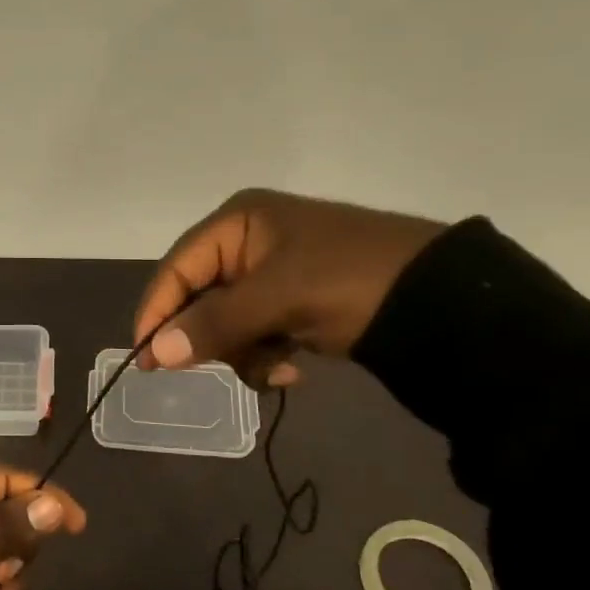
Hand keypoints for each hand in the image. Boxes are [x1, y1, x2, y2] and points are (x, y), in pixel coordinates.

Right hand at [134, 189, 446, 384]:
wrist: (444, 301)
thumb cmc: (350, 281)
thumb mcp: (279, 298)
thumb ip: (214, 323)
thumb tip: (155, 353)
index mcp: (238, 222)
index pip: (177, 268)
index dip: (157, 312)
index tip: (146, 359)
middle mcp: (248, 242)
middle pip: (200, 298)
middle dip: (213, 337)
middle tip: (224, 366)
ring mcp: (273, 273)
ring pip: (226, 322)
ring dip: (244, 351)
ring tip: (278, 367)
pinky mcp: (295, 301)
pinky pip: (256, 332)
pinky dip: (267, 354)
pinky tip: (294, 366)